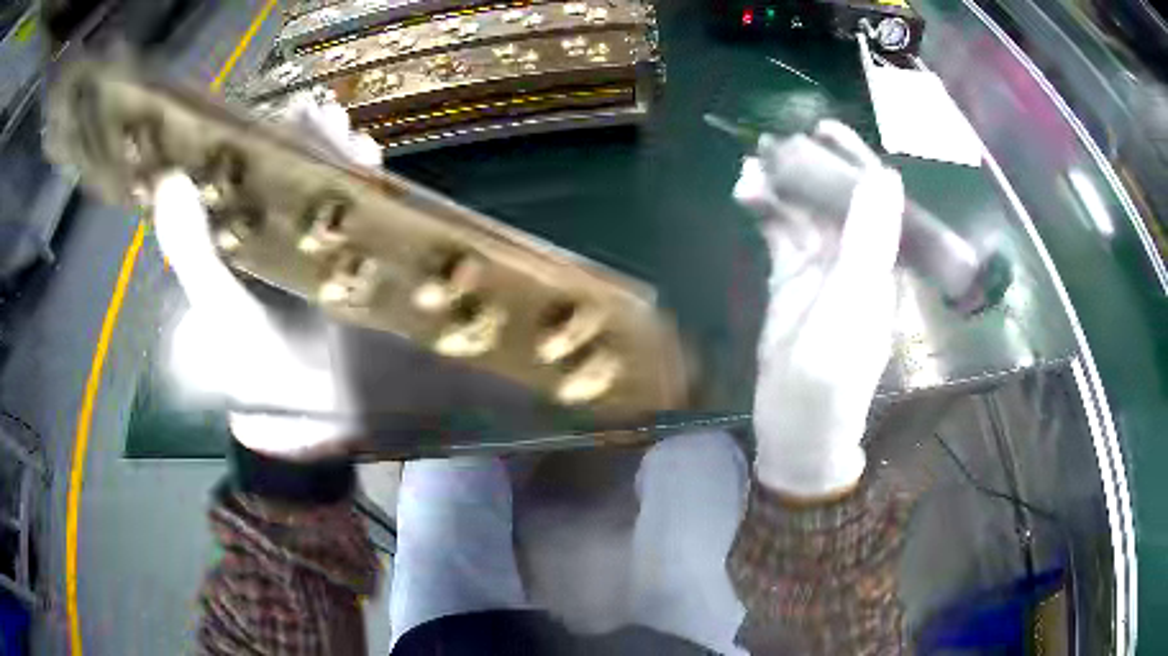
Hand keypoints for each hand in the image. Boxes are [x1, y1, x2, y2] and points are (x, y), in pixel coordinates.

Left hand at [155, 93, 381, 459]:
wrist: (310, 416)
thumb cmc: (256, 366)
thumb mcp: (217, 309)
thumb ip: (192, 252)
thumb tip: (170, 179)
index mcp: (232, 235)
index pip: (240, 170)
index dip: (254, 136)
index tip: (268, 112)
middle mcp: (270, 229)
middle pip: (288, 169)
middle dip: (306, 138)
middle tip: (323, 112)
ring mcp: (313, 242)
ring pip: (324, 185)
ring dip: (337, 156)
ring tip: (350, 132)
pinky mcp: (350, 259)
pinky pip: (357, 212)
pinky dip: (365, 187)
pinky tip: (373, 165)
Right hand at [734, 121, 903, 498]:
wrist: (796, 425)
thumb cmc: (832, 374)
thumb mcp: (854, 304)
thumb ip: (870, 240)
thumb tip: (885, 174)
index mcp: (881, 261)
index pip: (874, 197)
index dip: (853, 160)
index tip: (824, 129)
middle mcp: (855, 256)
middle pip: (836, 197)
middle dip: (810, 165)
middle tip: (777, 139)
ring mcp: (820, 266)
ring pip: (803, 211)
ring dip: (780, 186)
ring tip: (751, 166)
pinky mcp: (789, 278)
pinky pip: (778, 233)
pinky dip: (764, 210)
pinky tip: (745, 193)